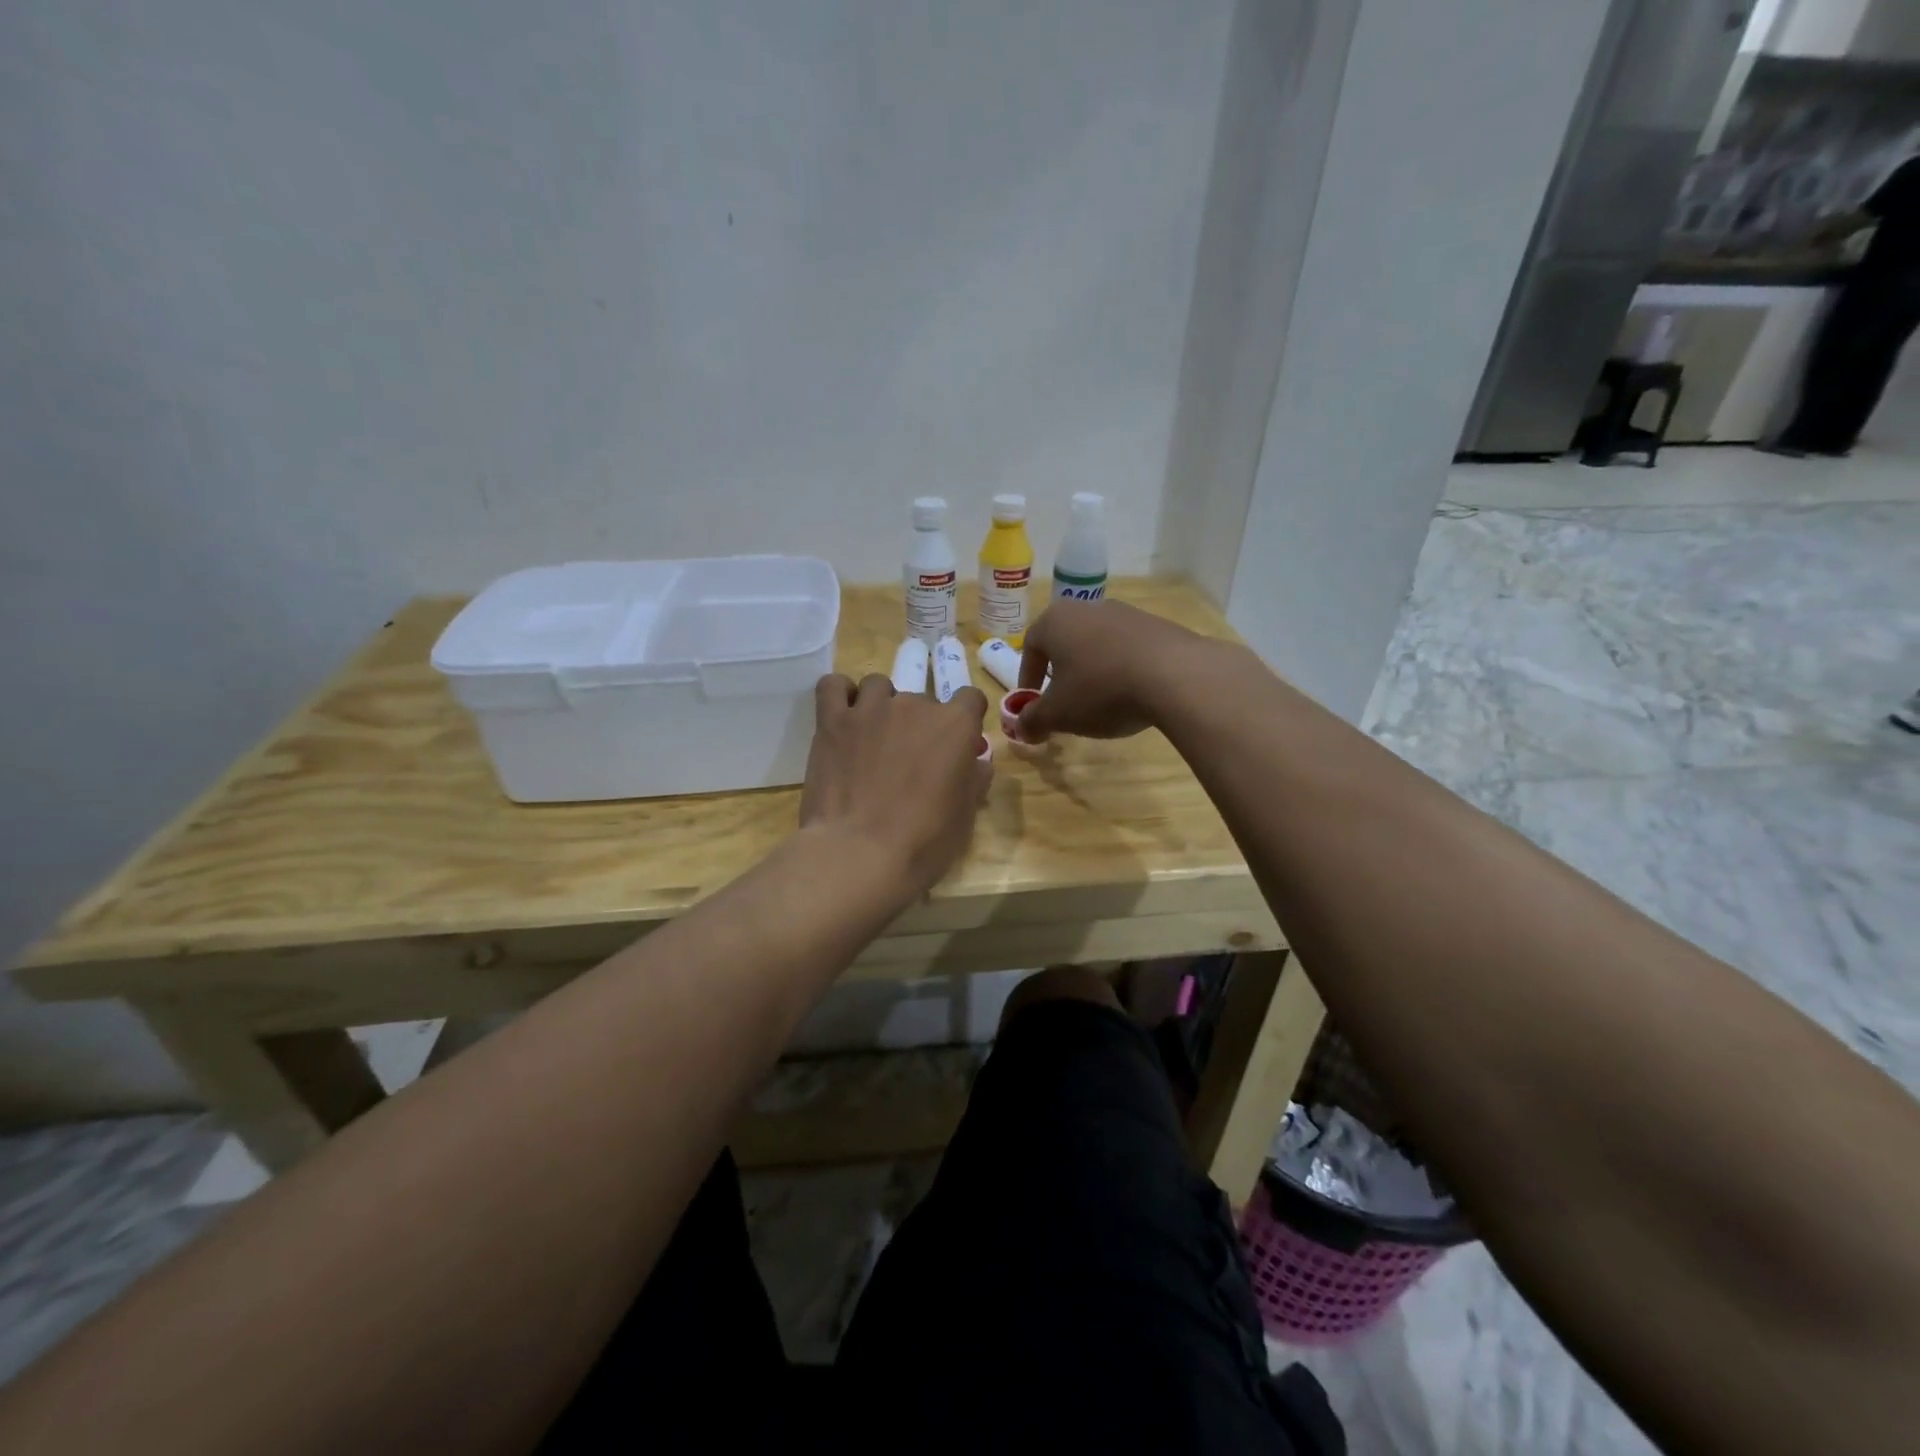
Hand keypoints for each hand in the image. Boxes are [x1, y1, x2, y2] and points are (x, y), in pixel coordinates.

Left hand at [799, 673, 990, 896]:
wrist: (860, 855)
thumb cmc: (923, 842)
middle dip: (918, 725)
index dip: (964, 720)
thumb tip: (977, 763)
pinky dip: (840, 695)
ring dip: (880, 706)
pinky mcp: (832, 721)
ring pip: (878, 686)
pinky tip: (843, 717)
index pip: (969, 698)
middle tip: (908, 760)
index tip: (956, 745)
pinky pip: (833, 686)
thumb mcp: (964, 817)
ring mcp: (870, 709)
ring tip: (873, 738)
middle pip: (921, 699)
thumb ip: (973, 780)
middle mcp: (914, 705)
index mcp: (955, 725)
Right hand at [1014, 598, 1211, 743]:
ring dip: (1094, 670)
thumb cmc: (1101, 690)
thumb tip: (1020, 728)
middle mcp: (1087, 608)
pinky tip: (1134, 694)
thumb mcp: (1058, 714)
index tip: (1033, 703)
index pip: (1030, 647)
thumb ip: (1033, 720)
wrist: (1175, 675)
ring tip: (1102, 701)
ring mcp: (1126, 613)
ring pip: (1098, 644)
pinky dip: (1124, 669)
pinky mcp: (1158, 625)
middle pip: (1065, 641)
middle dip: (1061, 673)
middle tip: (1065, 702)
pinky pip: (1129, 649)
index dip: (1028, 678)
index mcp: (1055, 621)